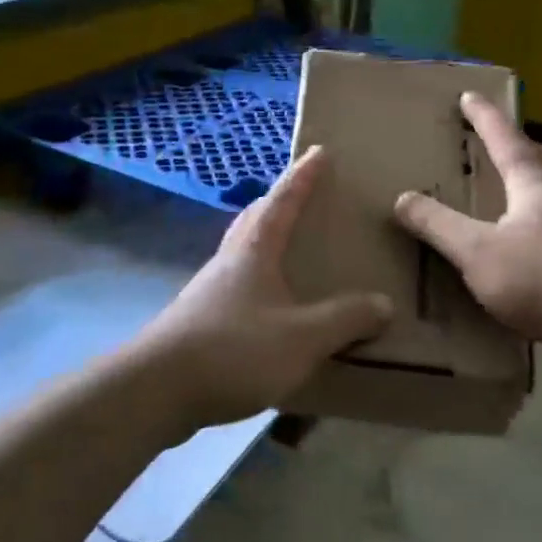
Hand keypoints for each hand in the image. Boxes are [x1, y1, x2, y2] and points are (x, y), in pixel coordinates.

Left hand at [138, 145, 392, 431]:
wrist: (157, 390)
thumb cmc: (234, 350)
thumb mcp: (302, 337)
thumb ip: (345, 319)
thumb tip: (383, 303)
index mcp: (254, 250)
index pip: (283, 200)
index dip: (303, 176)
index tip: (318, 151)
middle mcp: (229, 261)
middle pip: (254, 218)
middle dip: (278, 202)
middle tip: (301, 197)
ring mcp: (209, 291)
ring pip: (242, 252)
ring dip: (264, 241)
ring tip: (289, 250)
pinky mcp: (199, 321)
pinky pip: (236, 286)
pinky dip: (257, 281)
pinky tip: (269, 308)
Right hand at [393, 93, 541, 348]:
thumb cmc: (540, 277)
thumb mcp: (476, 250)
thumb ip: (438, 225)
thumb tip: (402, 198)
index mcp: (534, 186)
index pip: (506, 140)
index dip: (485, 118)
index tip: (469, 95)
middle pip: (541, 160)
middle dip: (518, 146)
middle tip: (498, 142)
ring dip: (529, 183)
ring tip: (505, 190)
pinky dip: (532, 223)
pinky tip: (518, 245)